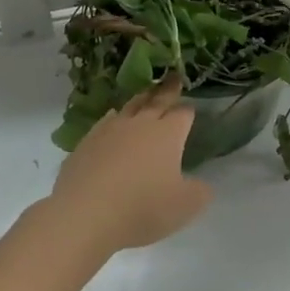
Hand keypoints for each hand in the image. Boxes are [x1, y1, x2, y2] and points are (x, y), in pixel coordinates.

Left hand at [48, 77, 213, 252]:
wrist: (86, 212)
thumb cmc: (142, 208)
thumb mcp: (184, 206)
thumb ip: (199, 192)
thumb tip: (203, 185)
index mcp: (168, 134)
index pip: (182, 115)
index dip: (188, 112)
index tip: (190, 109)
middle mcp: (141, 124)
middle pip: (157, 101)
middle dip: (168, 90)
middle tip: (174, 78)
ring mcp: (111, 129)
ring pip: (130, 106)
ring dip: (141, 98)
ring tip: (147, 93)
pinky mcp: (88, 141)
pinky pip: (106, 121)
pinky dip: (114, 117)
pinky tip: (114, 118)